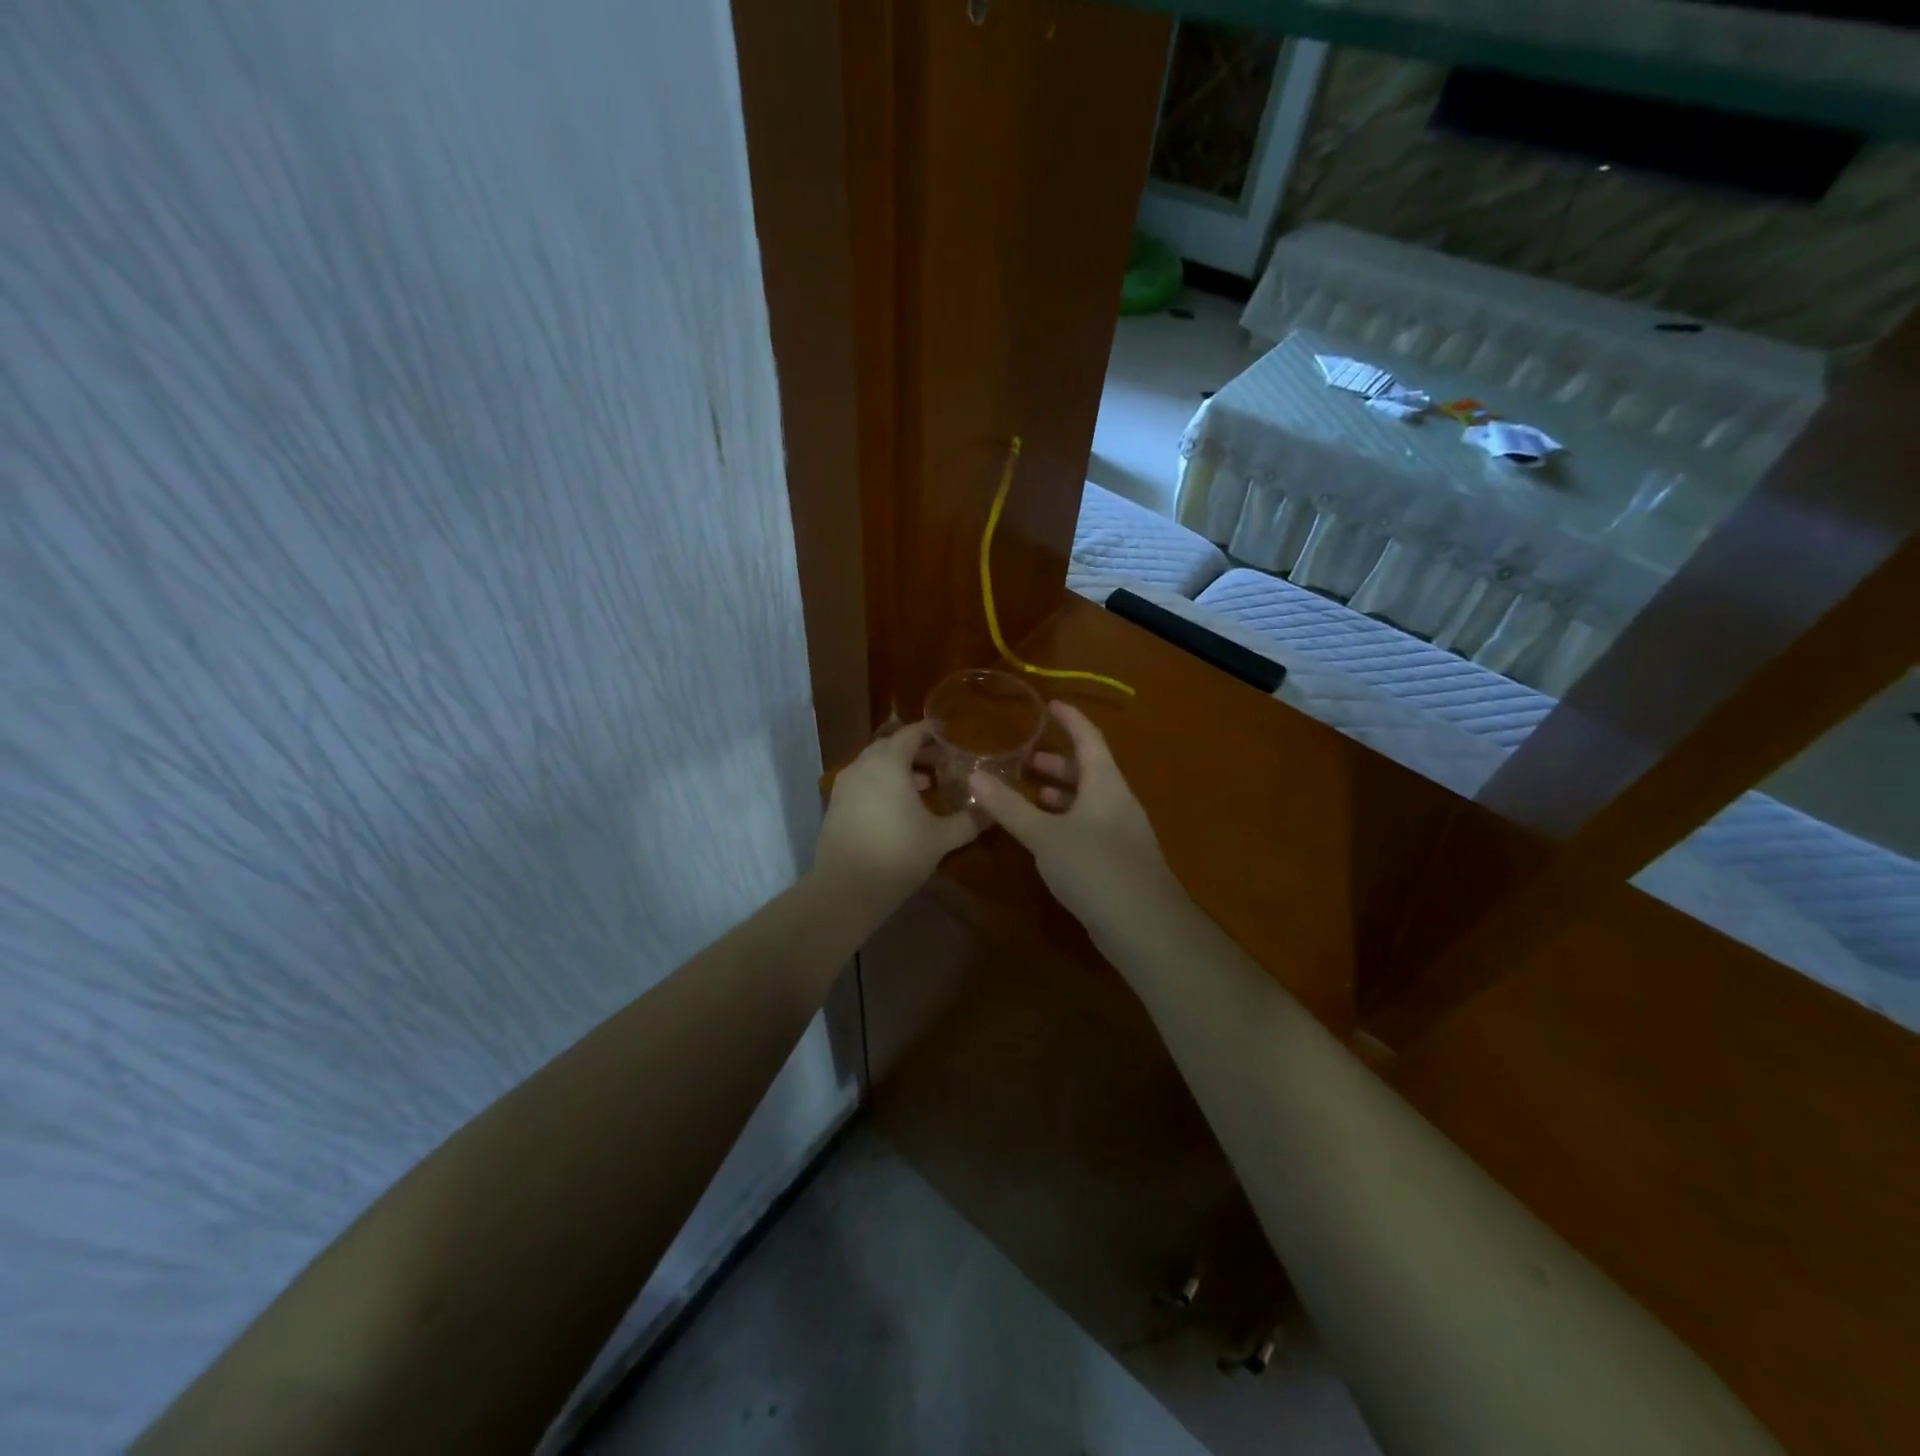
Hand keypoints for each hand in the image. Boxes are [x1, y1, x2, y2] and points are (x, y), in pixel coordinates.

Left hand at [813, 721, 980, 908]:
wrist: (844, 889)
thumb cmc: (897, 854)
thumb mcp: (940, 838)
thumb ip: (968, 821)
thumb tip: (992, 811)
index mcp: (888, 763)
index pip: (912, 734)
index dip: (933, 733)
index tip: (952, 736)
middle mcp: (863, 766)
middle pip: (891, 746)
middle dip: (916, 751)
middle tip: (942, 761)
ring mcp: (845, 785)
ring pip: (875, 765)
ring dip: (899, 768)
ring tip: (925, 784)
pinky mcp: (835, 805)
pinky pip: (863, 782)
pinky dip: (882, 784)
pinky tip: (898, 806)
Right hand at [967, 701, 1183, 936]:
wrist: (1143, 926)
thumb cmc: (1094, 867)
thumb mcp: (1045, 835)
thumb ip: (1010, 807)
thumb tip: (975, 776)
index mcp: (1106, 783)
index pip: (1089, 738)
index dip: (1070, 719)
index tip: (1050, 705)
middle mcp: (1116, 801)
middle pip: (1088, 769)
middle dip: (1057, 761)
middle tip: (1024, 757)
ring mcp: (1120, 831)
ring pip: (1087, 800)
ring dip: (1059, 792)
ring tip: (1028, 790)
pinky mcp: (1116, 858)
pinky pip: (1087, 824)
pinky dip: (1064, 819)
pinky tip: (1044, 833)